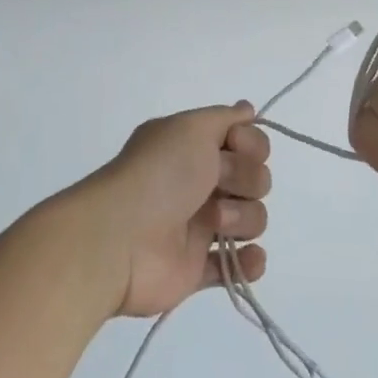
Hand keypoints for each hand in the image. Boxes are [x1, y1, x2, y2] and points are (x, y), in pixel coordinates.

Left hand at [72, 105, 271, 317]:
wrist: (121, 237)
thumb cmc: (160, 174)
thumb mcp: (191, 127)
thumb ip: (225, 117)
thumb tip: (247, 109)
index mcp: (194, 150)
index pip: (248, 142)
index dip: (252, 144)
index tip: (234, 145)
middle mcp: (199, 184)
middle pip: (255, 179)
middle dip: (245, 180)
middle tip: (217, 183)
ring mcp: (200, 227)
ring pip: (252, 218)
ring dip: (242, 218)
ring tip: (214, 224)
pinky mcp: (197, 268)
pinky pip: (238, 267)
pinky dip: (248, 264)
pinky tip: (247, 258)